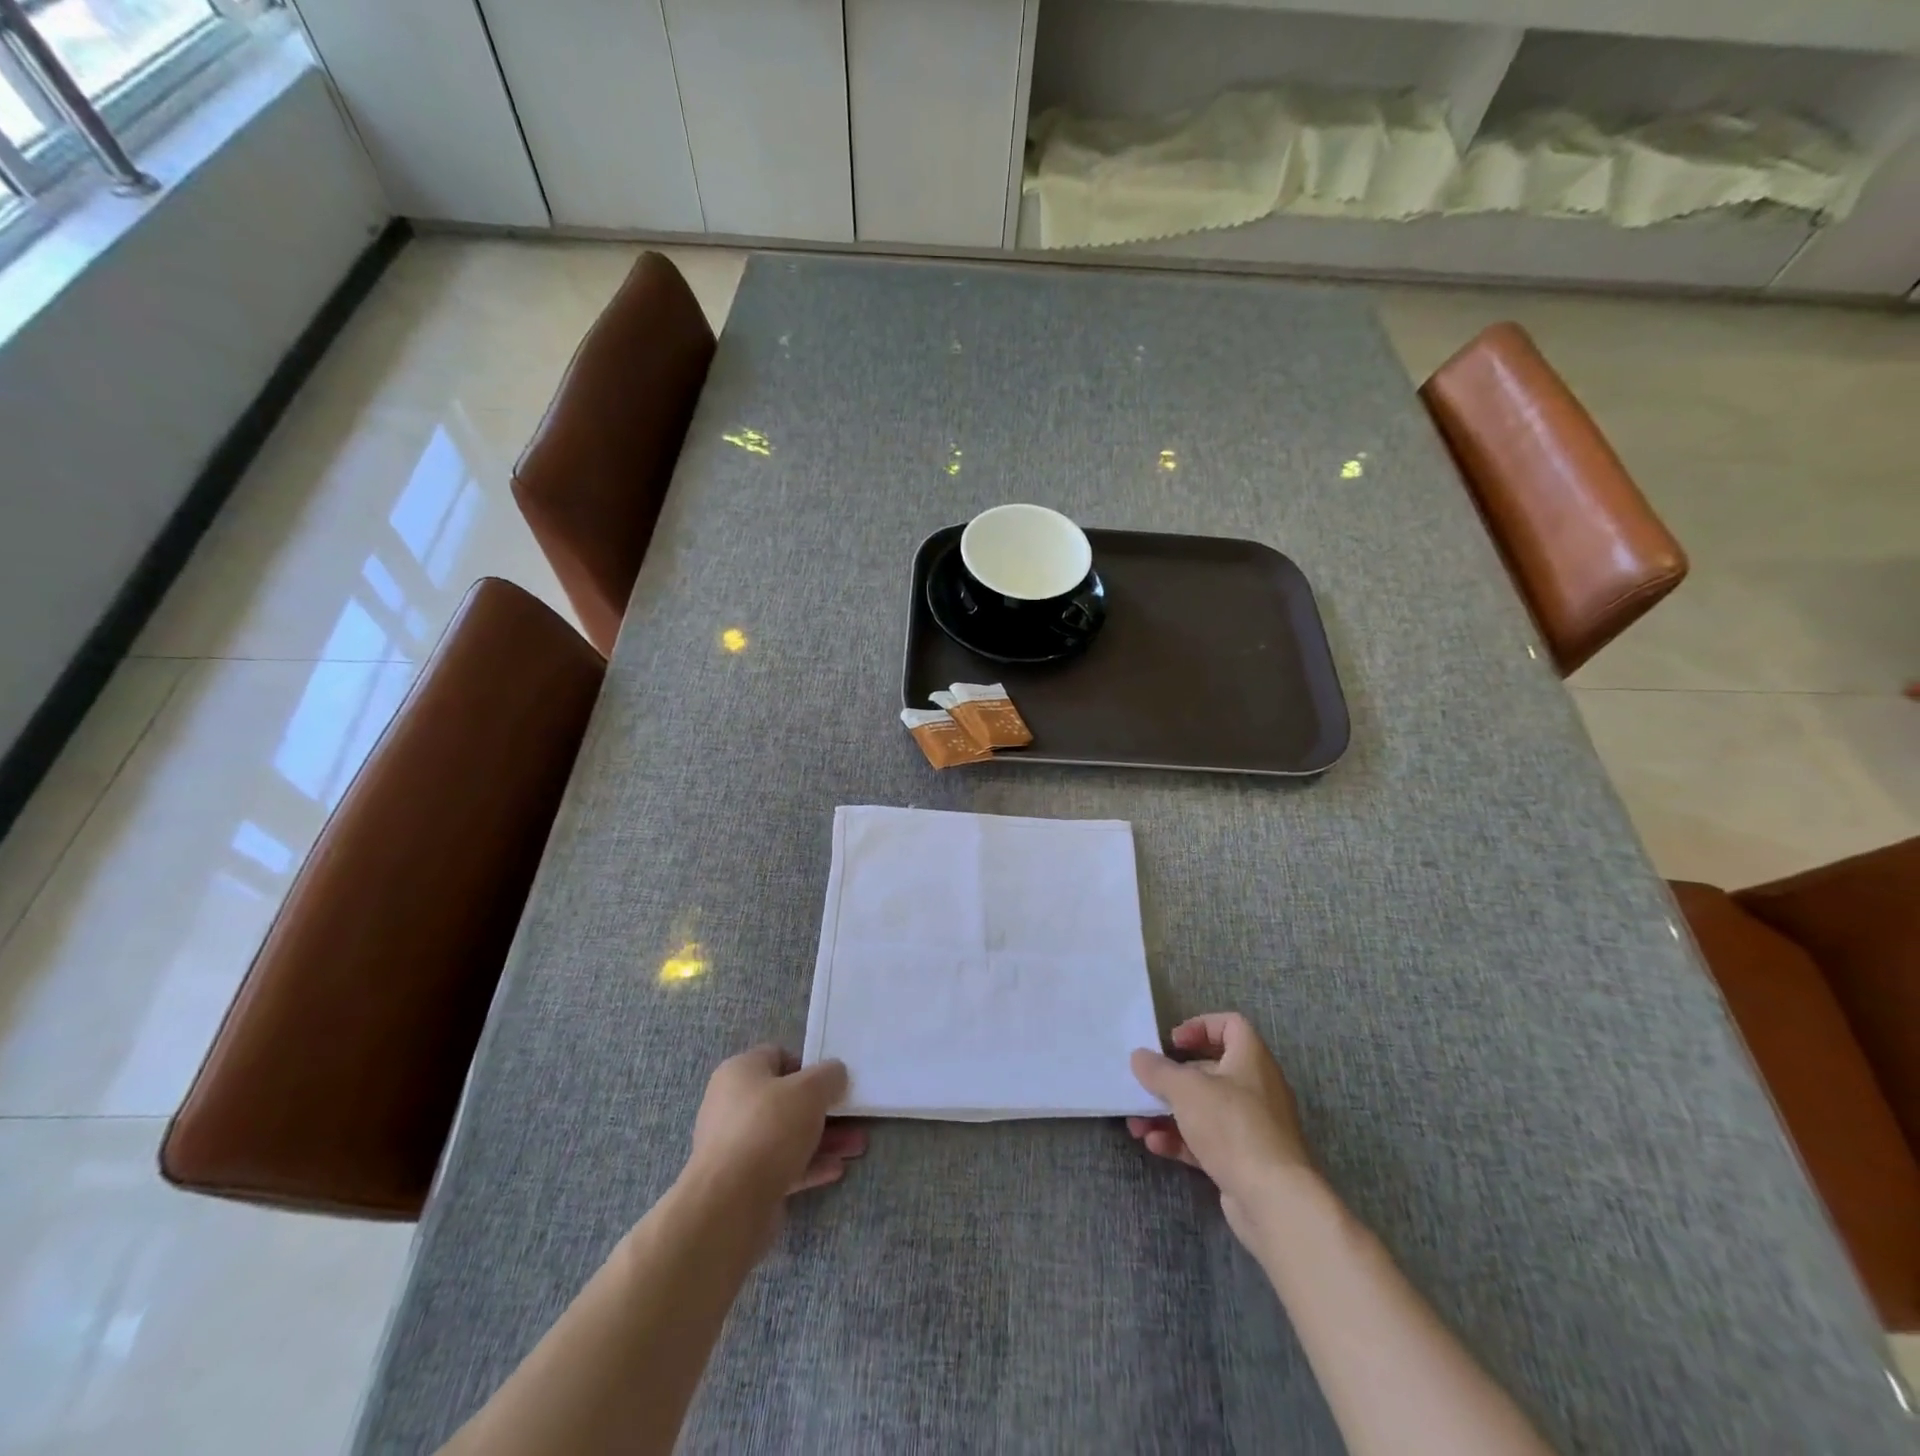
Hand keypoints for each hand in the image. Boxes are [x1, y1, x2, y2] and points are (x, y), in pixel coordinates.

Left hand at [686, 1046, 866, 1220]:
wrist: (729, 1205)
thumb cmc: (769, 1128)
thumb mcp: (810, 1090)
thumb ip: (829, 1076)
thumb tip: (835, 1074)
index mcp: (740, 1072)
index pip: (777, 1056)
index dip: (808, 1065)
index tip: (833, 1081)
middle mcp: (733, 1105)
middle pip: (786, 1099)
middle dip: (823, 1109)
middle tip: (853, 1115)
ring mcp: (736, 1146)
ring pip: (787, 1135)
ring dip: (823, 1139)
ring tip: (856, 1146)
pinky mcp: (743, 1182)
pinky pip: (782, 1166)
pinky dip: (809, 1165)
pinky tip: (836, 1169)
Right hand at [1128, 1013, 1315, 1243]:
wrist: (1275, 1201)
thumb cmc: (1233, 1127)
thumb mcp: (1187, 1089)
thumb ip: (1159, 1070)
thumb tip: (1139, 1056)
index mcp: (1250, 1059)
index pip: (1231, 1025)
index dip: (1200, 1026)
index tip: (1173, 1042)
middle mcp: (1255, 1088)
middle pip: (1209, 1071)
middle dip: (1171, 1079)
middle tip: (1145, 1086)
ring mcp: (1251, 1127)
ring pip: (1204, 1109)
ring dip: (1168, 1114)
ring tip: (1137, 1124)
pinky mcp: (1244, 1160)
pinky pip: (1207, 1141)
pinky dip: (1181, 1140)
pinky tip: (1156, 1146)